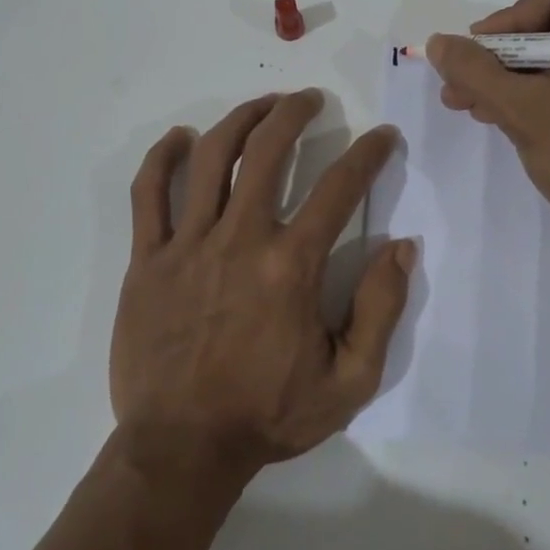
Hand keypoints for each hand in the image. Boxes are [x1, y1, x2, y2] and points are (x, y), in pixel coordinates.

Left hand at [109, 89, 414, 488]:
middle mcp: (240, 240)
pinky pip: (148, 194)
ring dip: (239, 120)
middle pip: (267, 153)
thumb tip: (402, 247)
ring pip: (210, 159)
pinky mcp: (147, 260)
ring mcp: (187, 246)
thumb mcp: (350, 380)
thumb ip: (382, 309)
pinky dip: (162, 158)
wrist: (182, 449)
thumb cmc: (269, 415)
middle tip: (310, 100)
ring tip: (261, 105)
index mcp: (291, 266)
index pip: (339, 189)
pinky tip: (180, 137)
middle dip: (294, 114)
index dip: (368, 154)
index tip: (382, 136)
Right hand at [427, 0, 549, 255]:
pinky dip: (534, 95)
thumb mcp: (526, 111)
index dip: (507, 21)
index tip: (474, 56)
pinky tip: (497, 113)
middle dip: (500, 57)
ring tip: (467, 103)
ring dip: (510, 78)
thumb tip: (439, 43)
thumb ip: (477, 72)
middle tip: (459, 84)